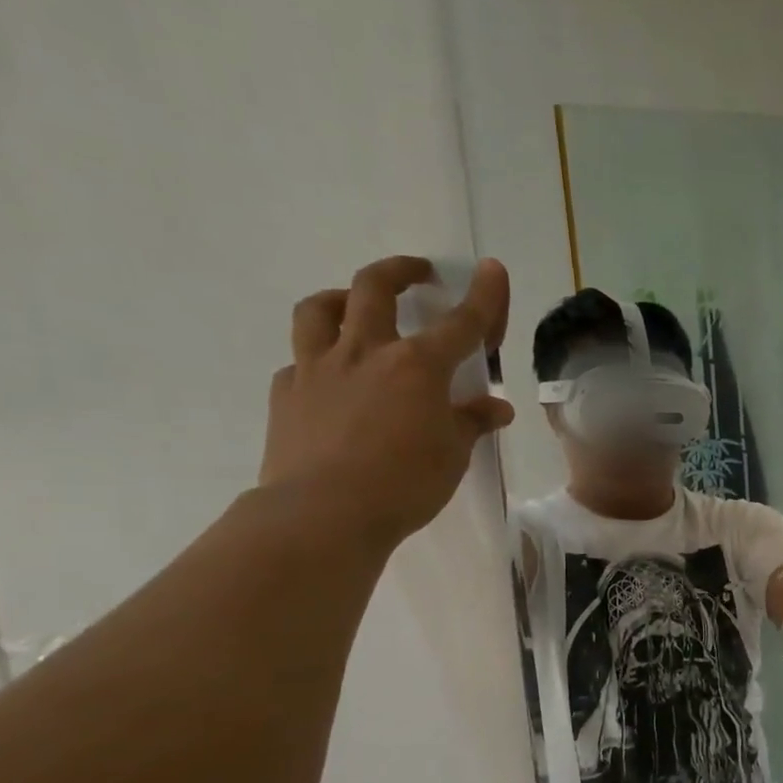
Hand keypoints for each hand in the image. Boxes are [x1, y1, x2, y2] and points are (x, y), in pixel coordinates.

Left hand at [259, 255, 514, 545]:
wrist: (323, 514)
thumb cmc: (405, 484)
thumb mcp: (453, 454)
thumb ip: (472, 423)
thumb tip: (497, 408)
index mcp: (417, 366)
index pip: (461, 322)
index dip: (483, 296)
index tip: (492, 268)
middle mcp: (366, 353)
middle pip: (374, 288)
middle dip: (399, 271)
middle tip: (417, 273)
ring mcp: (318, 369)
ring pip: (319, 310)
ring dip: (341, 298)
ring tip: (352, 305)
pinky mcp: (285, 393)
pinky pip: (299, 362)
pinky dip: (317, 360)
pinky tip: (329, 380)